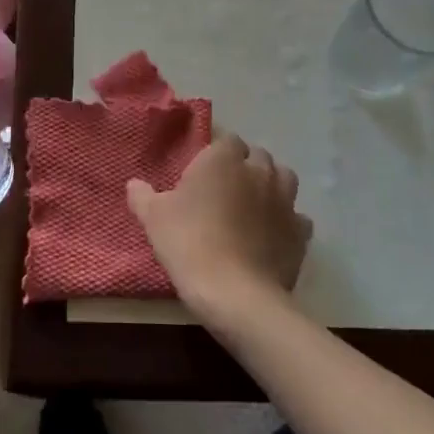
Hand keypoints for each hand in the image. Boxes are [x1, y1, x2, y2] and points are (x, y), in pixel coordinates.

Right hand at [127, 131, 311, 323]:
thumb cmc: (189, 243)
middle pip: (258, 156)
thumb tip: (133, 184)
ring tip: (254, 204)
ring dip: (271, 185)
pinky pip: (297, 217)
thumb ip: (143, 196)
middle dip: (246, 166)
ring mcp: (285, 200)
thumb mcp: (154, 219)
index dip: (217, 153)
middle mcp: (258, 171)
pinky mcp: (300, 231)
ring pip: (284, 178)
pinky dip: (287, 221)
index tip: (203, 172)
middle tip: (226, 189)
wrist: (235, 293)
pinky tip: (273, 234)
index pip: (227, 140)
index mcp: (223, 159)